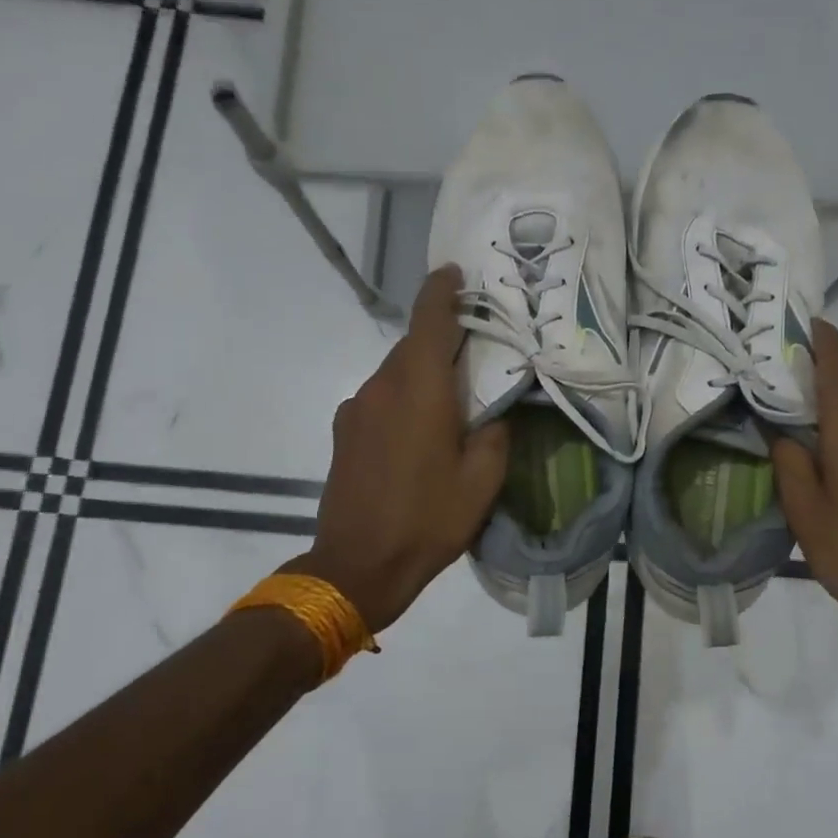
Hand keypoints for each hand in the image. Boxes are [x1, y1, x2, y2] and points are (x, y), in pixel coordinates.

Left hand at [291, 265, 508, 632]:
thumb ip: (494, 432)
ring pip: (394, 372)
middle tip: (475, 351)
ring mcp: (355, 409)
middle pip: (411, 345)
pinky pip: (379, 398)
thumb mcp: (482, 480)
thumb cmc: (428, 520)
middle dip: (441, 339)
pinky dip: (402, 398)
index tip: (454, 272)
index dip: (441, 291)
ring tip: (451, 399)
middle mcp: (381, 387)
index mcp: (419, 389)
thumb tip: (494, 409)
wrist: (357, 566)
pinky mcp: (343, 432)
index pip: (428, 321)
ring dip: (422, 373)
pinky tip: (419, 431)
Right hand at [771, 321, 837, 694]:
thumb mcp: (804, 509)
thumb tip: (783, 432)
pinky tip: (831, 457)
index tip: (782, 329)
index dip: (811, 336)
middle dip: (811, 376)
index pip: (835, 355)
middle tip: (770, 389)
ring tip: (796, 426)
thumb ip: (788, 459)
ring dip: (833, 406)